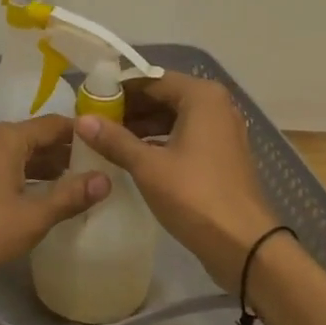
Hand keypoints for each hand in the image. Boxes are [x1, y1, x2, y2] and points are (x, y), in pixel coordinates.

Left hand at [0, 116, 109, 287]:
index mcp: (8, 139)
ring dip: (48, 168)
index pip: (54, 124)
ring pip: (21, 156)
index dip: (82, 133)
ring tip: (80, 183)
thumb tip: (106, 179)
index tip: (109, 144)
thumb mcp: (33, 216)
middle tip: (101, 166)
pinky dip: (28, 178)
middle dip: (67, 152)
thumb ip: (70, 196)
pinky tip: (44, 198)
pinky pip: (7, 170)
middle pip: (37, 138)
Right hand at [75, 72, 276, 292]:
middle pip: (164, 96)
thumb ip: (114, 140)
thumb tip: (81, 120)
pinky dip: (160, 140)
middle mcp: (216, 104)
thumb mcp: (148, 166)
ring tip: (107, 140)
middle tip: (94, 123)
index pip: (150, 80)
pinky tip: (134, 155)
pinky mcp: (222, 153)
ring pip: (174, 117)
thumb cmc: (194, 196)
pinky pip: (185, 135)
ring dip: (143, 125)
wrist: (244, 244)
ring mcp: (222, 129)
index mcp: (201, 96)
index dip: (117, 90)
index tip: (89, 102)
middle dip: (129, 108)